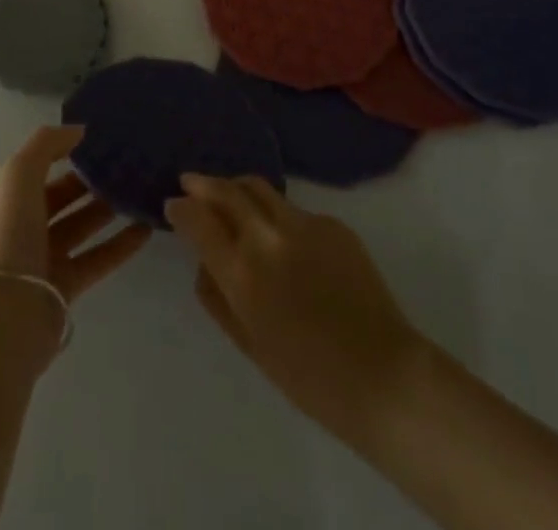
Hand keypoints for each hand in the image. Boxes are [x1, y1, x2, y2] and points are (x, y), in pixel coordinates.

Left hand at [0, 125, 152, 300]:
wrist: (4, 317)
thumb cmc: (9, 236)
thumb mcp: (19, 174)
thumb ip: (46, 144)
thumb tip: (78, 131)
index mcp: (6, 195)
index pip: (39, 163)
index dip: (66, 149)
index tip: (102, 138)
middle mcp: (22, 223)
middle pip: (62, 194)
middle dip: (91, 178)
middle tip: (128, 164)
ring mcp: (43, 256)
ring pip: (81, 224)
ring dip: (108, 208)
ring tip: (141, 190)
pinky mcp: (64, 286)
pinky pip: (97, 257)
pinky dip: (120, 244)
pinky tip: (147, 229)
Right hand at [167, 174, 427, 442]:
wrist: (384, 376)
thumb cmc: (308, 376)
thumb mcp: (248, 343)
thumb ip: (216, 297)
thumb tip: (203, 261)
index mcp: (242, 272)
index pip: (197, 219)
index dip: (181, 207)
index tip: (173, 204)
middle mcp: (268, 236)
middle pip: (227, 190)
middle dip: (203, 183)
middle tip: (191, 181)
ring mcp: (303, 224)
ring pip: (260, 189)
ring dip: (238, 189)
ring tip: (231, 197)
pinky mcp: (333, 223)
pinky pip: (295, 212)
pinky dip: (280, 218)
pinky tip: (288, 242)